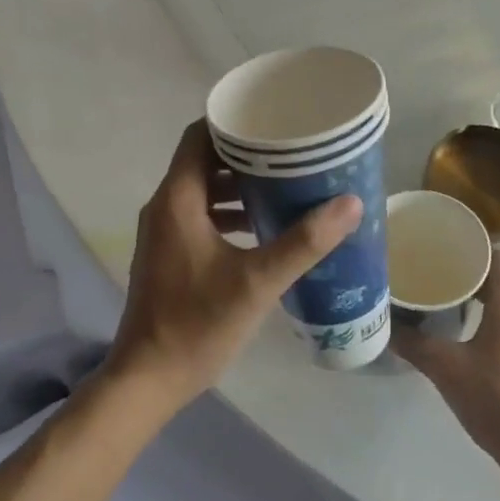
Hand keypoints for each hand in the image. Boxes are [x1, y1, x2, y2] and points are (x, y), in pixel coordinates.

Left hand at [107, 121, 362, 406]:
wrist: (149, 378)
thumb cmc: (197, 324)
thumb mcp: (257, 282)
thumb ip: (304, 242)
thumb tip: (350, 204)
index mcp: (178, 200)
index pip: (200, 136)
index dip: (234, 123)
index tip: (274, 122)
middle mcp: (165, 207)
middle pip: (204, 161)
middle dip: (247, 154)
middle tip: (293, 153)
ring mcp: (163, 233)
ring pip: (204, 191)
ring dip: (240, 186)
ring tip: (285, 186)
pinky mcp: (169, 255)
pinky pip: (200, 216)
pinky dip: (230, 213)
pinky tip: (264, 229)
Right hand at [393, 253, 499, 477]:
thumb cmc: (497, 400)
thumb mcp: (446, 369)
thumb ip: (414, 344)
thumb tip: (383, 325)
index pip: (498, 256)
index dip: (473, 245)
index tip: (442, 245)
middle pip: (496, 278)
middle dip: (463, 271)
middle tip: (428, 271)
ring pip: (497, 303)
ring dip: (470, 297)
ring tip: (434, 298)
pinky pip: (499, 326)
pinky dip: (477, 320)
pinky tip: (452, 335)